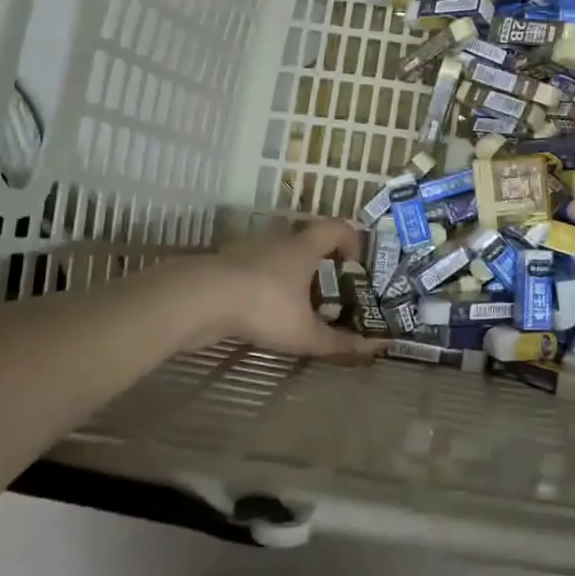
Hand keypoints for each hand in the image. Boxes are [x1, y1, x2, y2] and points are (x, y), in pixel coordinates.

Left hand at [204, 220, 382, 362]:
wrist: (200, 298)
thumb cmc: (264, 305)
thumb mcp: (304, 332)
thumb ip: (338, 342)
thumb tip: (374, 348)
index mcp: (304, 246)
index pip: (337, 227)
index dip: (352, 240)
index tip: (355, 264)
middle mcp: (278, 240)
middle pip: (307, 242)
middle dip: (320, 265)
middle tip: (327, 294)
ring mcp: (248, 250)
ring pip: (278, 256)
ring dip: (289, 276)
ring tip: (293, 307)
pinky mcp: (225, 265)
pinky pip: (253, 270)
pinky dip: (262, 285)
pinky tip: (260, 313)